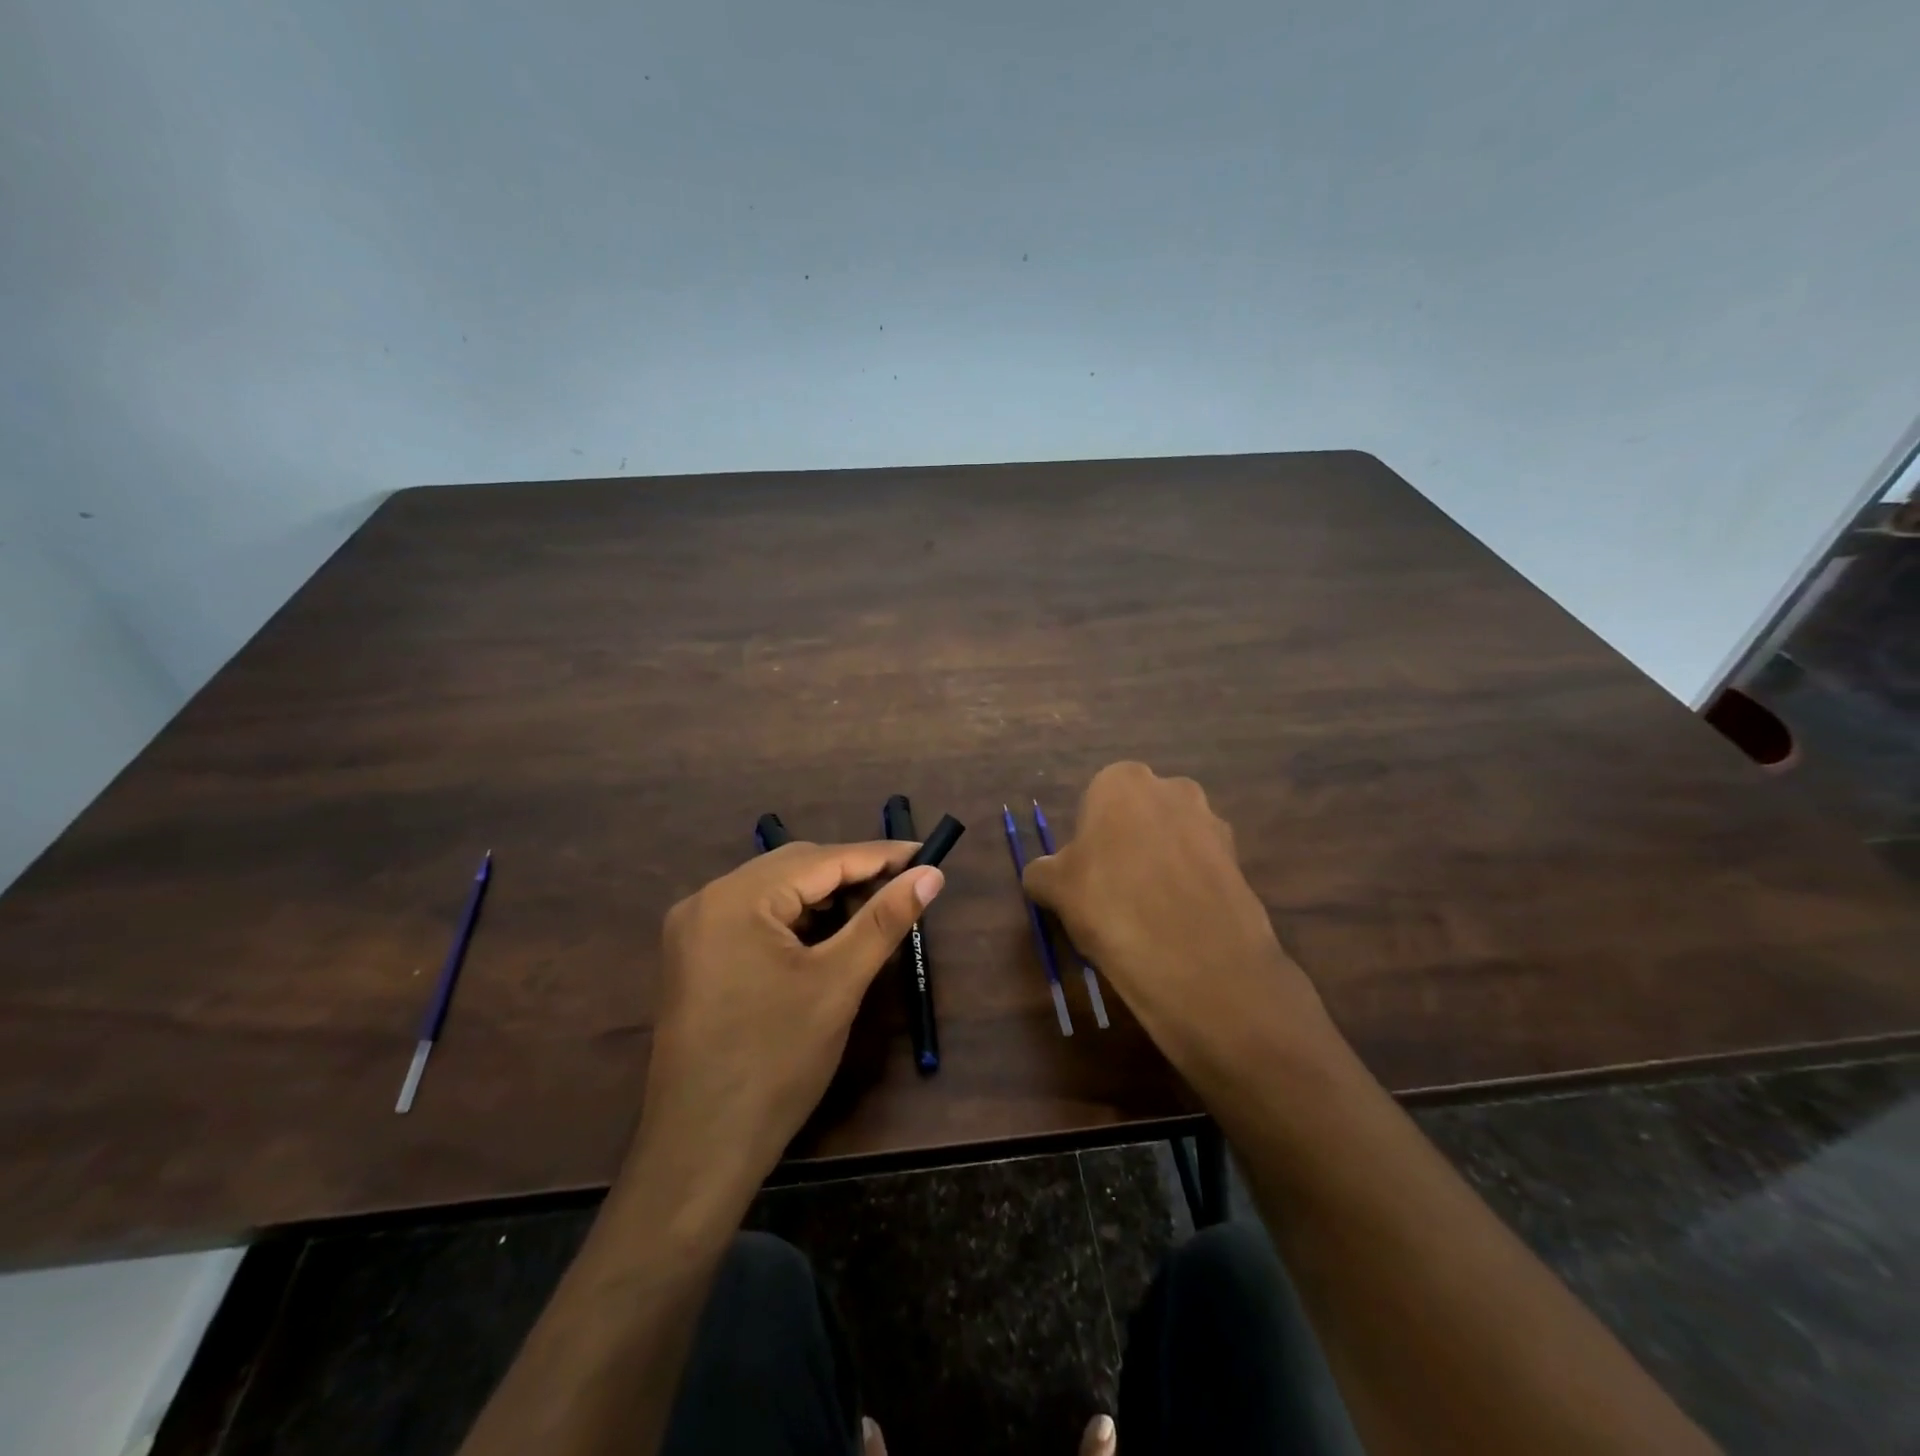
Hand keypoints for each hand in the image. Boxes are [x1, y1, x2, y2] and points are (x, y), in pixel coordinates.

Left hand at [633, 841, 942, 1197]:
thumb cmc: (775, 1062)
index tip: (927, 854)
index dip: (879, 855)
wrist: (701, 1150)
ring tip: (874, 910)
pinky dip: (797, 919)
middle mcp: (707, 899)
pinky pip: (756, 918)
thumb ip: (885, 920)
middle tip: (905, 885)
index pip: (821, 860)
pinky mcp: (696, 956)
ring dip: (825, 897)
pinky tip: (828, 936)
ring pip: (775, 892)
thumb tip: (932, 875)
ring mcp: (695, 929)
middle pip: (794, 868)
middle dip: (852, 874)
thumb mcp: (838, 984)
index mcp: (736, 898)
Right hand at [1022, 762, 1339, 1093]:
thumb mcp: (1054, 889)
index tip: (1086, 875)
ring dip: (1160, 864)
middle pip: (1139, 815)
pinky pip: (1200, 867)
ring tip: (1148, 913)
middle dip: (1128, 843)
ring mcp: (1212, 822)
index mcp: (1122, 781)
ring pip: (1173, 839)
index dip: (1088, 840)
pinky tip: (1178, 923)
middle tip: (1113, 891)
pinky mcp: (1239, 860)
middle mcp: (1171, 788)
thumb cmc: (1111, 906)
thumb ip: (1043, 871)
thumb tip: (1044, 874)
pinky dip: (1188, 887)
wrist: (1197, 961)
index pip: (1095, 801)